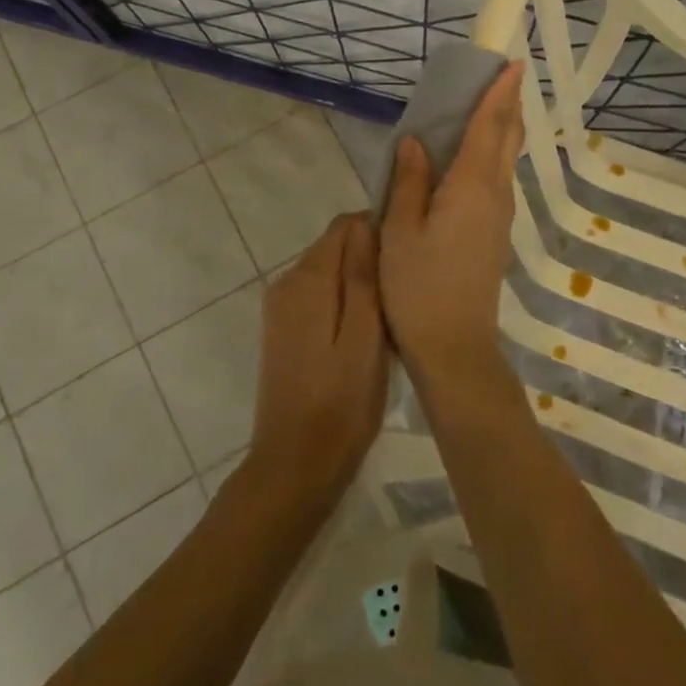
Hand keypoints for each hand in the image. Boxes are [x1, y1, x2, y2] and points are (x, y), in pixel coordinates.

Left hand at [246, 214, 389, 506]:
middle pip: (334, 246)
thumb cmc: (342, 400)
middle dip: (369, 258)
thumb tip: (366, 221)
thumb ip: (362, 274)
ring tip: (389, 316)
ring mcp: (280, 308)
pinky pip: (317, 296)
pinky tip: (363, 334)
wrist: (296, 464)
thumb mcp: (365, 334)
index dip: (378, 232)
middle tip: (403, 294)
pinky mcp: (282, 330)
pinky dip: (341, 302)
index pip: (344, 225)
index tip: (406, 261)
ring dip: (357, 282)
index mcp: (307, 278)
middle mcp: (286, 282)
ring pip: (328, 272)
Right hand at [379, 62, 525, 382]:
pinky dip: (491, 154)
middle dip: (507, 104)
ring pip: (506, 159)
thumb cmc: (419, 286)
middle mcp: (495, 194)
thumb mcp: (400, 230)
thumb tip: (417, 141)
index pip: (490, 126)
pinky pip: (497, 179)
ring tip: (484, 107)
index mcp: (471, 186)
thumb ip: (409, 181)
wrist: (455, 346)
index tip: (512, 63)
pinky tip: (470, 158)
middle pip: (507, 139)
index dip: (500, 92)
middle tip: (498, 76)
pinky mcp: (495, 233)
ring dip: (501, 128)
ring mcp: (500, 216)